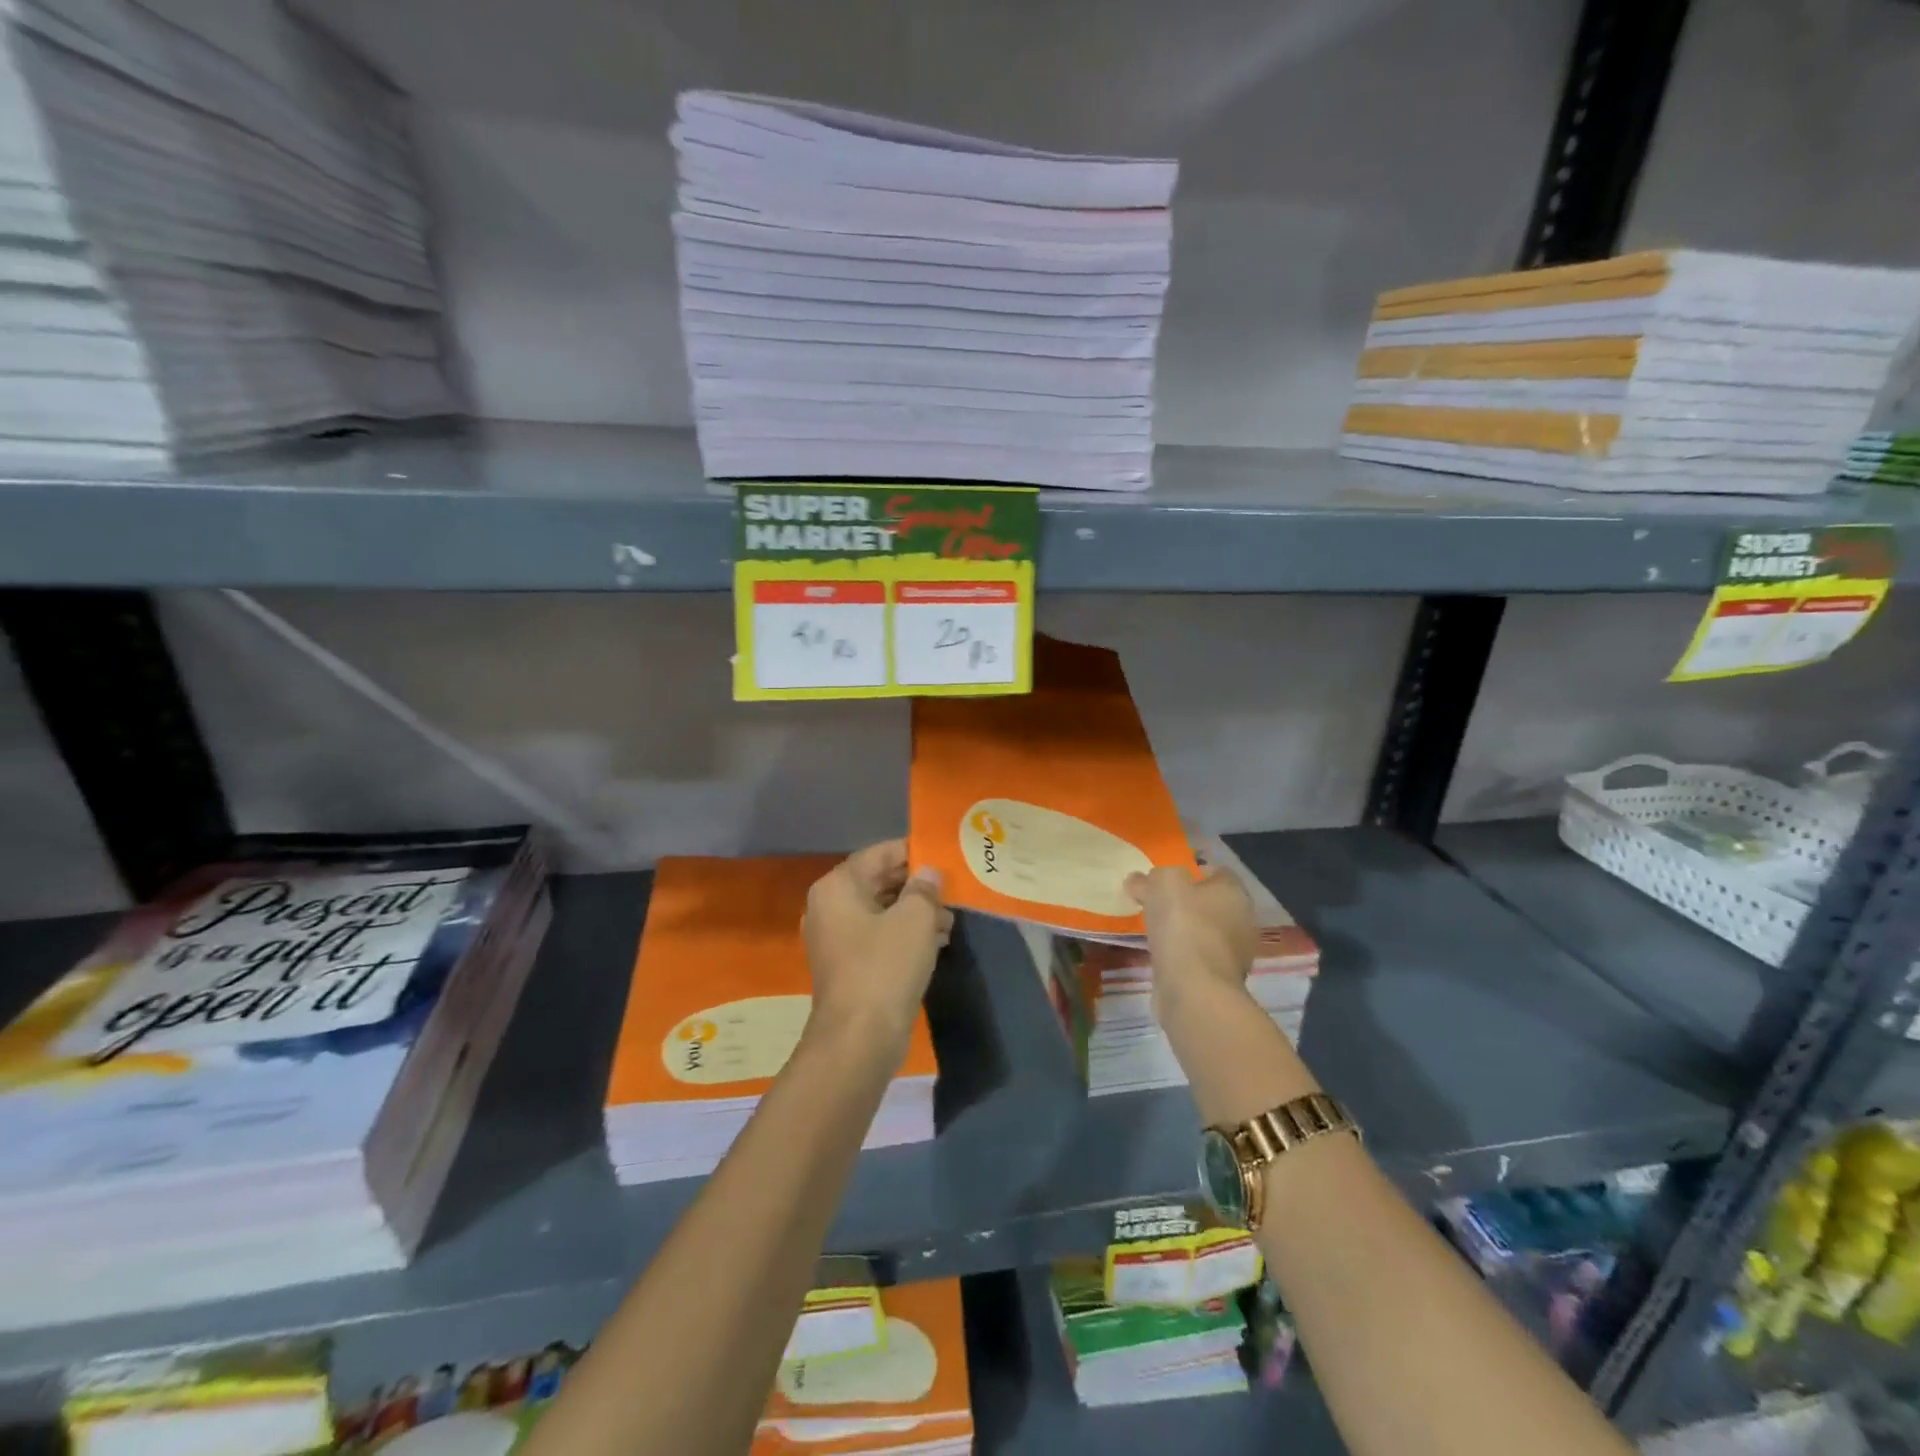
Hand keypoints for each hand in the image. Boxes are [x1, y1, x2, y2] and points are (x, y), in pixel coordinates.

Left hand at [803, 840, 952, 1052]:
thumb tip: (928, 874)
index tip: (944, 856)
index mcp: (838, 886)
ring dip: (916, 912)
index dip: (912, 852)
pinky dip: (906, 935)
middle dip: (917, 886)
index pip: (878, 854)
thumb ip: (924, 888)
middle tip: (952, 889)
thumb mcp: (914, 918)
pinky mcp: (849, 966)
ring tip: (950, 919)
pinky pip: (880, 937)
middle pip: (879, 882)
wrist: (859, 1038)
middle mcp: (830, 907)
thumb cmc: (885, 966)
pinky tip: (938, 941)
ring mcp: (837, 939)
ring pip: (882, 911)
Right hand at [1124, 866, 1257, 1020]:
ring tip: (1154, 931)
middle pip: (1211, 903)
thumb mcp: (1162, 884)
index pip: (1216, 872)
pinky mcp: (1220, 979)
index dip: (1190, 872)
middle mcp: (1242, 920)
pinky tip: (1162, 956)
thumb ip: (1151, 878)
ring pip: (1204, 932)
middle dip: (1186, 902)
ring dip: (1183, 930)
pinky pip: (1198, 957)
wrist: (1194, 989)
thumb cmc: (1184, 926)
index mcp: (1235, 892)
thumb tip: (1139, 881)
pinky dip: (1182, 955)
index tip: (1163, 880)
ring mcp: (1235, 953)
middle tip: (1155, 903)